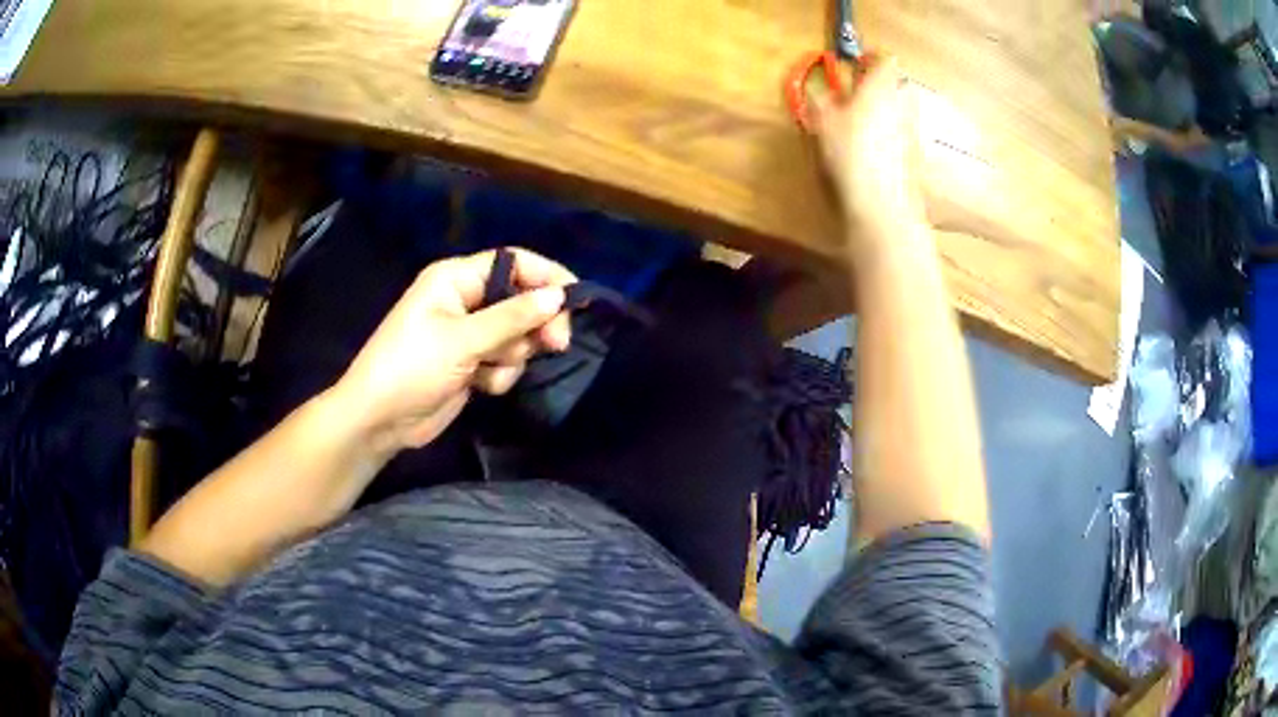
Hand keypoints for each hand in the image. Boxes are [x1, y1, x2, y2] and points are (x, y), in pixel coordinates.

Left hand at [333, 248, 575, 454]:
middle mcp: (465, 300)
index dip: (546, 277)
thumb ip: (512, 318)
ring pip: (516, 336)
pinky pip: (505, 361)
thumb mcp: (462, 340)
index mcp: (455, 279)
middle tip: (556, 344)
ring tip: (487, 370)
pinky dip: (499, 375)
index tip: (577, 300)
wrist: (380, 421)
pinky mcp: (472, 364)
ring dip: (511, 356)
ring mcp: (469, 334)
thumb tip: (559, 296)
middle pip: (520, 300)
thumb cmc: (411, 368)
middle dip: (535, 324)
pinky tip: (479, 386)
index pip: (512, 263)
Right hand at [813, 56, 926, 244]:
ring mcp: (913, 132)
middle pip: (897, 85)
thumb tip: (820, 92)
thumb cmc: (850, 151)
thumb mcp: (822, 121)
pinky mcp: (916, 158)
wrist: (882, 204)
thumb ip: (820, 100)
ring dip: (884, 112)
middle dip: (879, 85)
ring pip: (900, 111)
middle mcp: (903, 105)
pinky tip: (872, 154)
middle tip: (855, 94)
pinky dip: (889, 137)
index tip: (855, 63)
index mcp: (882, 87)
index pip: (886, 59)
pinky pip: (902, 135)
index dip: (871, 58)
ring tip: (860, 126)